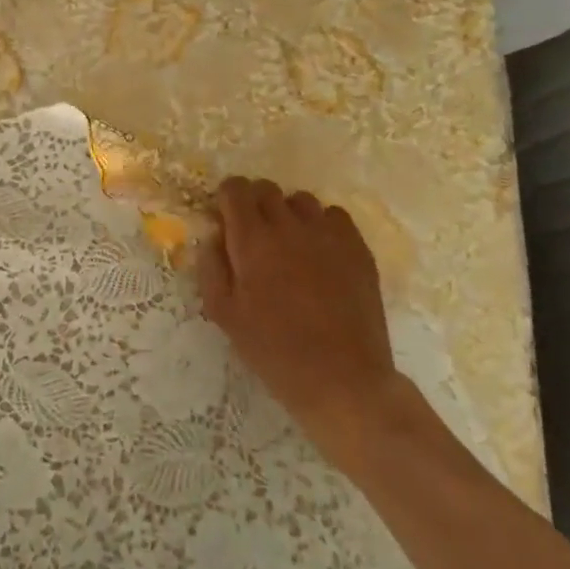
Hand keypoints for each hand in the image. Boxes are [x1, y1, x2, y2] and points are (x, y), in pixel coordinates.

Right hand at [196, 177, 403, 468]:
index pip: (235, 188)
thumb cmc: (275, 351)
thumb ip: (212, 266)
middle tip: (255, 235)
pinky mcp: (357, 248)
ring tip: (290, 245)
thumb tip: (213, 234)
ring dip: (288, 214)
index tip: (226, 218)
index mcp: (252, 240)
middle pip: (266, 188)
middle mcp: (289, 226)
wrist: (343, 380)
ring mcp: (327, 234)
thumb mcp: (224, 314)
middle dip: (254, 203)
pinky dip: (322, 226)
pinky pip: (334, 216)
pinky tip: (321, 254)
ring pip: (300, 200)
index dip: (227, 198)